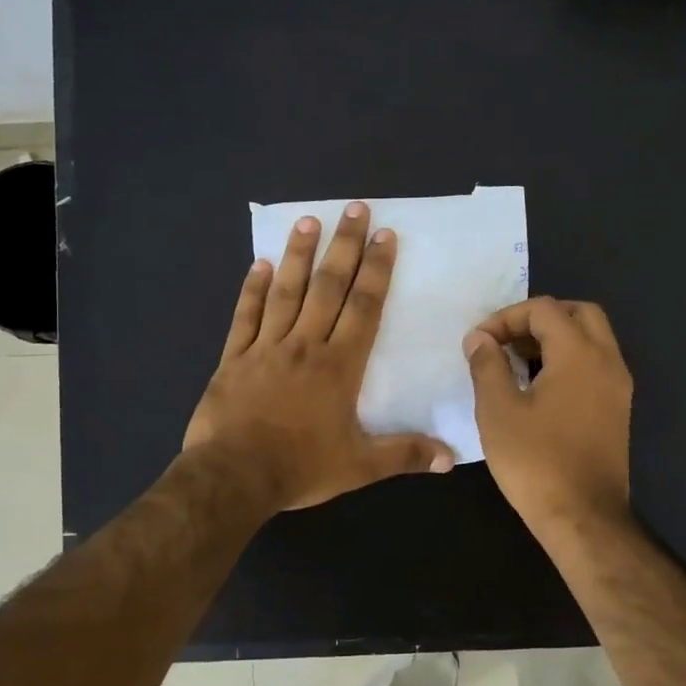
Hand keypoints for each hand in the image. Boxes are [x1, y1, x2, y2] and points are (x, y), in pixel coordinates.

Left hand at [185, 203, 455, 511]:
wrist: (233, 476)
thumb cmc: (300, 467)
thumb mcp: (360, 466)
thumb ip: (405, 455)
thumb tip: (451, 459)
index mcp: (339, 366)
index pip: (364, 307)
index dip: (377, 270)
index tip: (385, 236)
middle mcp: (305, 346)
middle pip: (328, 287)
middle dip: (344, 246)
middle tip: (355, 209)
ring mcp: (266, 348)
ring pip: (286, 292)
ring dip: (300, 255)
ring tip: (309, 220)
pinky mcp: (234, 358)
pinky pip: (246, 316)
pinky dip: (252, 289)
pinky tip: (260, 263)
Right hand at [464, 297, 633, 540]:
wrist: (583, 517)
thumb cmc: (535, 462)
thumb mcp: (498, 411)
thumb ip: (487, 365)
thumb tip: (480, 338)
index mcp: (579, 354)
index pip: (544, 309)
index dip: (506, 318)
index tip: (479, 344)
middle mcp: (607, 361)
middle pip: (578, 314)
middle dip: (539, 319)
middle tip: (506, 342)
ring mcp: (618, 386)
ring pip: (592, 339)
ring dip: (555, 339)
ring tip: (516, 363)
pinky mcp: (618, 410)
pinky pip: (596, 365)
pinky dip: (569, 360)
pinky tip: (539, 388)